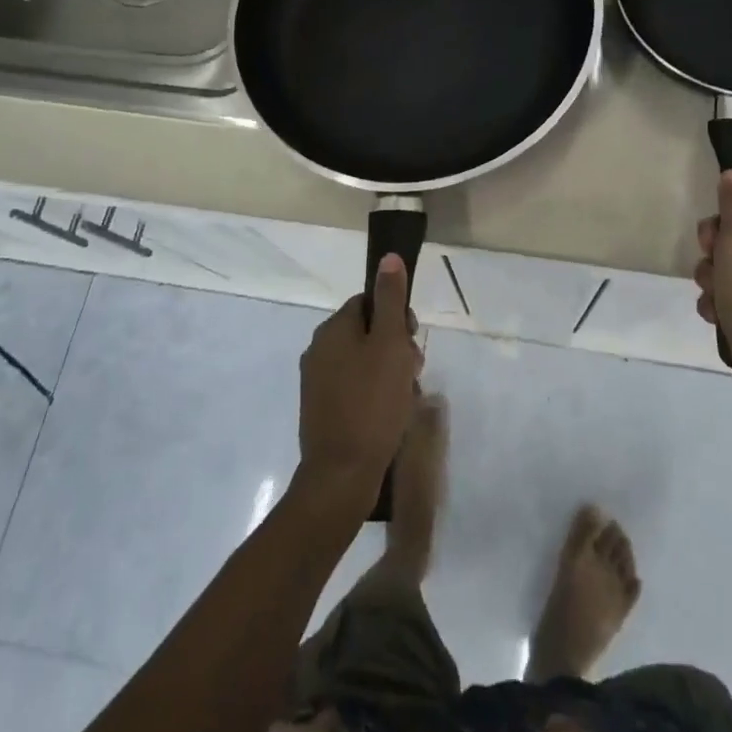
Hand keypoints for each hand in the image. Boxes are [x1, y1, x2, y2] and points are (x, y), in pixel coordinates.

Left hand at [296, 256, 422, 501]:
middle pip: (367, 333)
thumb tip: (388, 256)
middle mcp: (319, 350)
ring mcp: (317, 383)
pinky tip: (391, 416)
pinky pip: (355, 389)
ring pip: (364, 363)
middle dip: (395, 348)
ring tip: (405, 399)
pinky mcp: (322, 412)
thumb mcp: (390, 344)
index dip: (396, 316)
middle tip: (413, 371)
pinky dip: (375, 396)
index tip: (412, 339)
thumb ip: (391, 299)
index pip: (369, 303)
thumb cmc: (372, 402)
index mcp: (332, 329)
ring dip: (389, 374)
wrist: (341, 476)